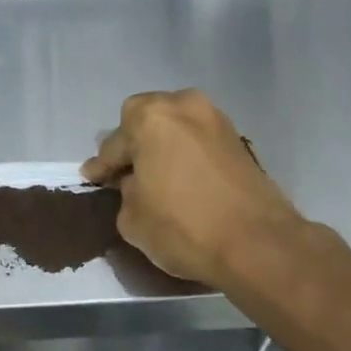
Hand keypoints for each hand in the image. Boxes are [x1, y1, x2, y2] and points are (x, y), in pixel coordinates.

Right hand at [82, 89, 303, 286]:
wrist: (258, 244)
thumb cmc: (183, 226)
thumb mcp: (132, 217)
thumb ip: (125, 191)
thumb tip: (135, 184)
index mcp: (150, 118)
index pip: (113, 144)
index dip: (101, 166)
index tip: (92, 178)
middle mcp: (183, 106)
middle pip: (146, 122)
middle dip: (133, 145)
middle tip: (123, 173)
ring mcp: (216, 120)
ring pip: (175, 129)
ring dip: (161, 148)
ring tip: (153, 176)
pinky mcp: (238, 140)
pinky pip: (197, 142)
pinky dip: (185, 156)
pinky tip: (179, 179)